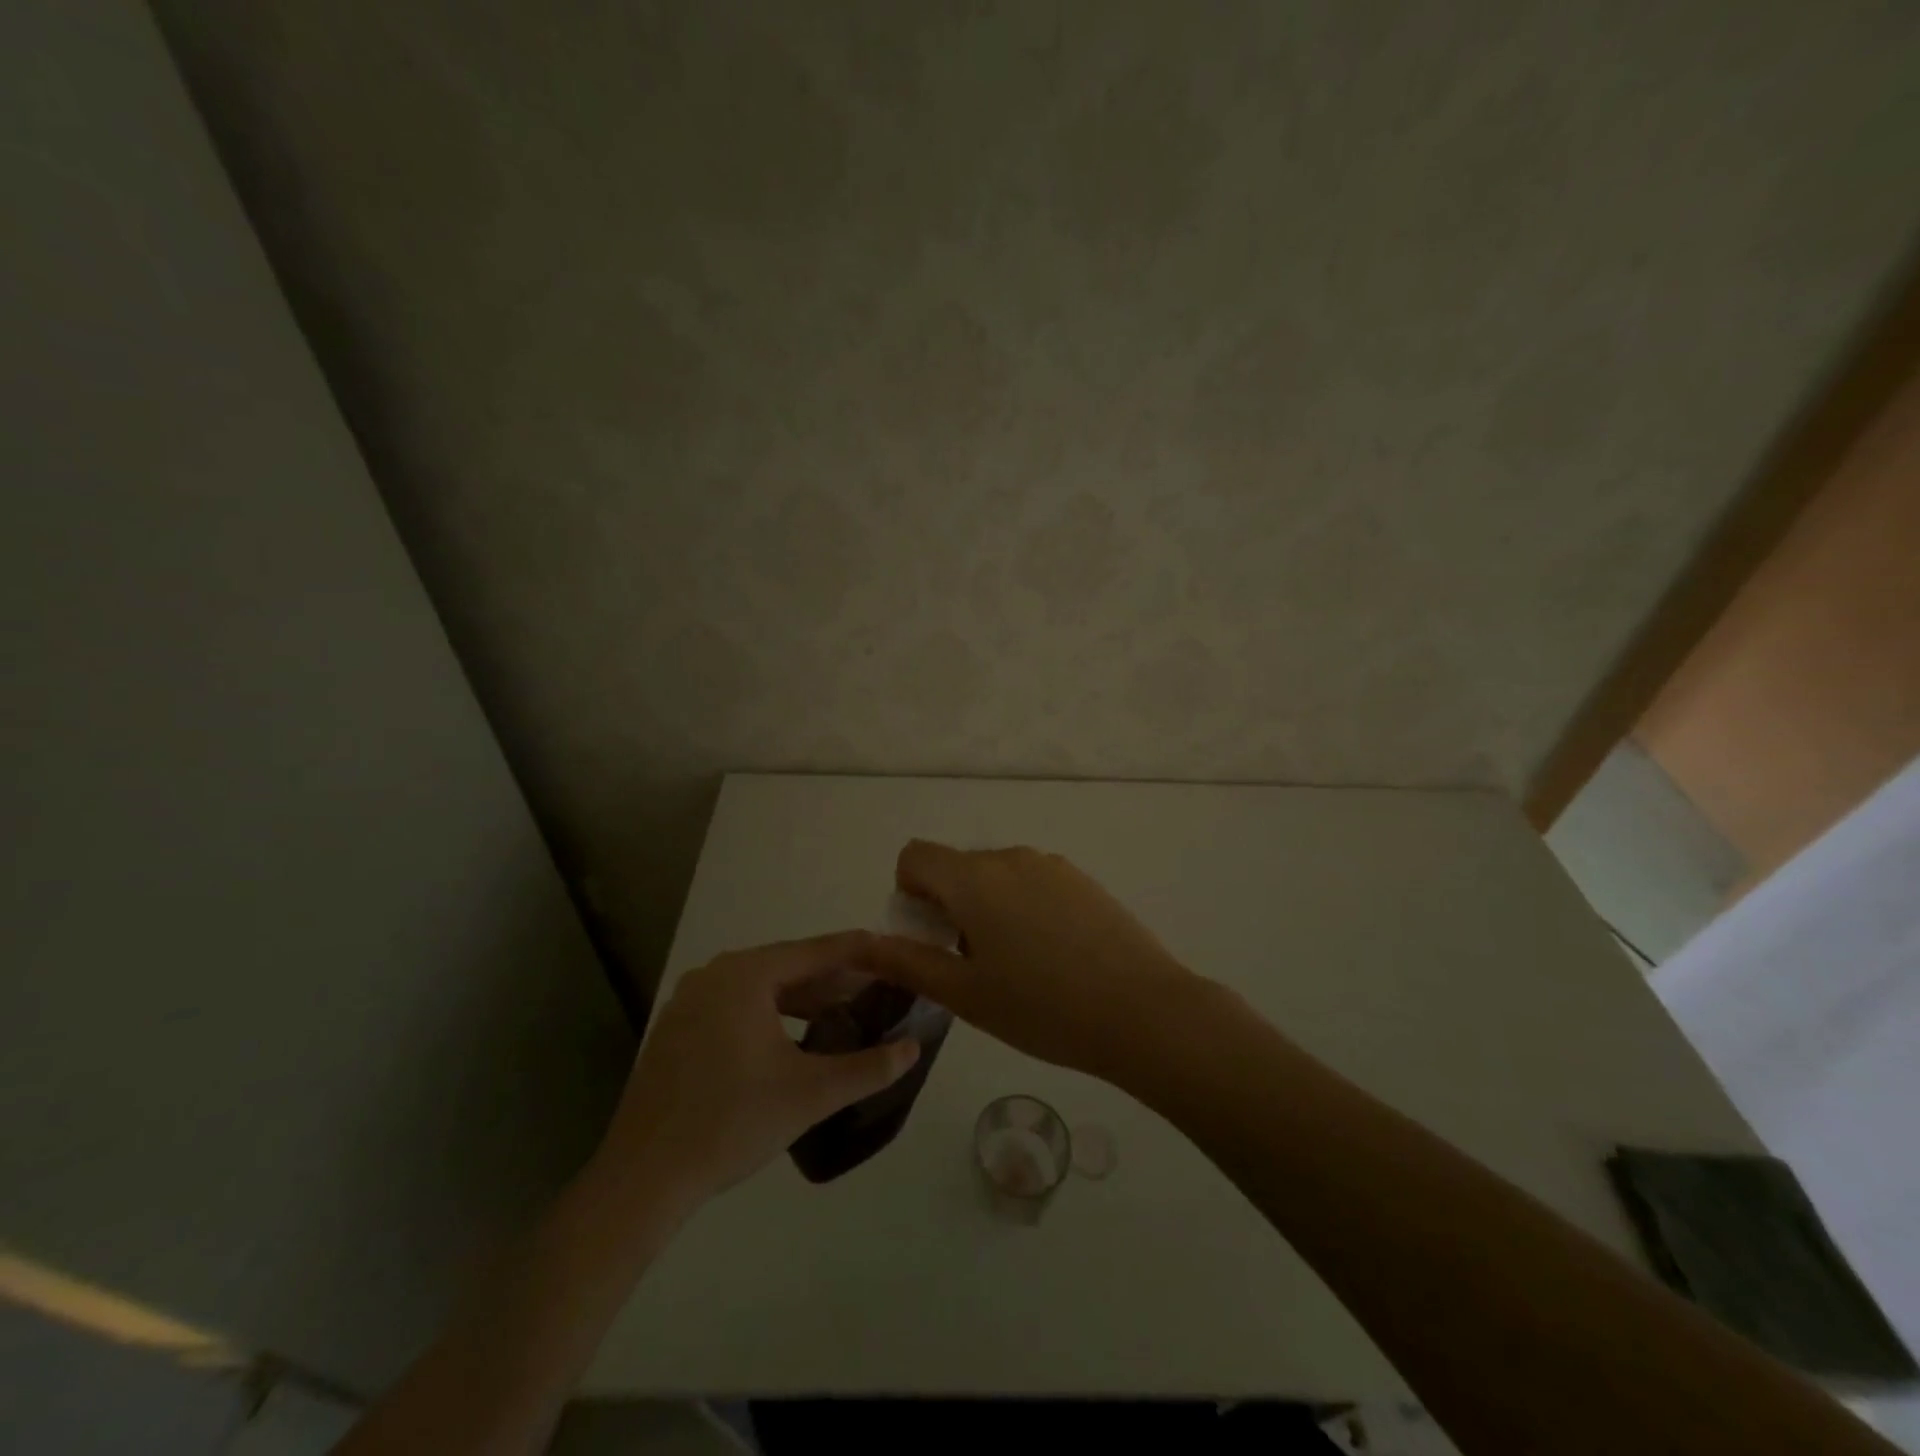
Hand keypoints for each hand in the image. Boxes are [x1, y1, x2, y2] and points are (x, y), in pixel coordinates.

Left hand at [593, 932, 918, 1212]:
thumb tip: (913, 1048)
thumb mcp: (811, 1093)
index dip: (860, 952)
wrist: (643, 1179)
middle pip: (788, 966)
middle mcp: (715, 974)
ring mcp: (690, 1000)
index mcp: (746, 974)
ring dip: (803, 998)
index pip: (817, 951)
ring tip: (841, 1014)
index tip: (894, 951)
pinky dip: (770, 1014)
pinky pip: (736, 1006)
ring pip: (761, 987)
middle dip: (834, 979)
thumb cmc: (731, 1123)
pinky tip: (791, 1039)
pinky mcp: (676, 1029)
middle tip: (876, 989)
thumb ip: (868, 1067)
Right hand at [864, 841, 1205, 1085]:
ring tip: (1017, 966)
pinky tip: (1053, 956)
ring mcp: (1051, 865)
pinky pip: (1033, 882)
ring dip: (987, 908)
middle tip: (971, 964)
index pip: (915, 855)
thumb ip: (908, 963)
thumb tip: (862, 945)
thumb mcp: (965, 994)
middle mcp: (1010, 857)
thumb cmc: (1042, 1008)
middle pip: (957, 866)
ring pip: (996, 876)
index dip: (909, 892)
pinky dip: (1023, 908)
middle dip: (948, 906)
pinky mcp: (1082, 879)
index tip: (930, 937)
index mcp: (974, 878)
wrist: (1143, 1011)